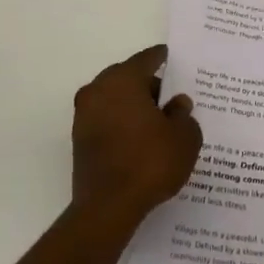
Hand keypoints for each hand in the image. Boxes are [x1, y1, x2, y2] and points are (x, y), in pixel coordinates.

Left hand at [71, 45, 202, 229]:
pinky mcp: (79, 140)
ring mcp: (84, 116)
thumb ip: (183, 114)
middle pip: (127, 77)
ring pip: (114, 99)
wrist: (108, 207)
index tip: (172, 57)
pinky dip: (123, 123)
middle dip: (148, 84)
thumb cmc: (150, 162)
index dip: (162, 58)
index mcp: (123, 80)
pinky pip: (107, 120)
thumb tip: (176, 104)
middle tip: (171, 95)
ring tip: (159, 120)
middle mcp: (98, 90)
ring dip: (134, 105)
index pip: (146, 59)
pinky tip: (141, 138)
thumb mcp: (184, 137)